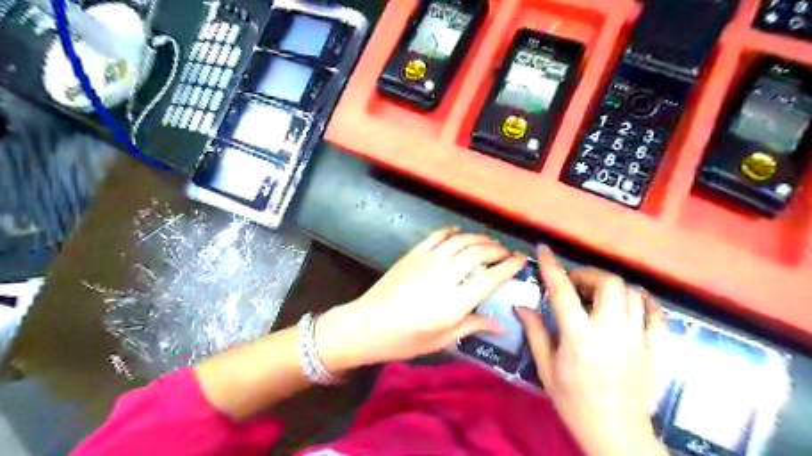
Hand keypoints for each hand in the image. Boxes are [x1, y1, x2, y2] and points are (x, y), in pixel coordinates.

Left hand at [311, 228, 526, 372]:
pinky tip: (460, 233)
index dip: (510, 266)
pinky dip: (452, 231)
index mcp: (454, 303)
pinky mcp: (412, 254)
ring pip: (460, 240)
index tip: (522, 260)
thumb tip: (501, 325)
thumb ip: (472, 326)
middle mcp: (444, 276)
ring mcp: (427, 261)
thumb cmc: (405, 340)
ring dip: (478, 238)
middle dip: (497, 249)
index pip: (491, 278)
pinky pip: (437, 236)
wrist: (366, 325)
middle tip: (506, 252)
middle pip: (478, 253)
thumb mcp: (441, 340)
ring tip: (489, 242)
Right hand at [516, 247, 668, 455]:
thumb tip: (520, 306)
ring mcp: (637, 338)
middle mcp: (609, 330)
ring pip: (632, 294)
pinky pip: (656, 314)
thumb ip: (535, 333)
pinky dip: (644, 301)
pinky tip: (632, 302)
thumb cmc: (574, 400)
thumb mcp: (546, 368)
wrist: (617, 432)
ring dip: (612, 287)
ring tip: (599, 295)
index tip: (544, 249)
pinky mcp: (656, 349)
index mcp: (578, 335)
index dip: (551, 266)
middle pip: (608, 284)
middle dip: (590, 275)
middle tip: (577, 284)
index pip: (562, 290)